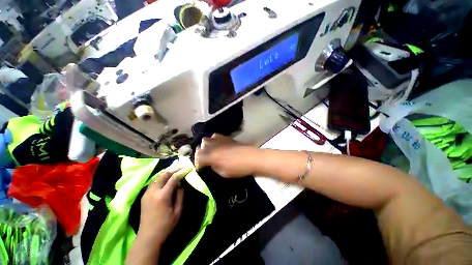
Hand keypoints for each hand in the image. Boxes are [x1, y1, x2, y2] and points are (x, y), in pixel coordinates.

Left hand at [136, 162, 184, 247]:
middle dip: (173, 168)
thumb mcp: (178, 210)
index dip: (181, 171)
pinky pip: (153, 182)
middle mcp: (153, 192)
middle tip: (181, 164)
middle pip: (163, 175)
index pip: (173, 178)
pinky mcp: (144, 196)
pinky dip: (160, 177)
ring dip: (166, 172)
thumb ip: (180, 194)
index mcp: (163, 196)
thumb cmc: (166, 225)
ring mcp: (147, 193)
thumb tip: (181, 183)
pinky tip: (165, 176)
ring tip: (174, 167)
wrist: (148, 237)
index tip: (188, 167)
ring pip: (157, 177)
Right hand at [195, 133, 258, 177]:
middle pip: (200, 147)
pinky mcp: (225, 137)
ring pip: (206, 139)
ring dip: (206, 146)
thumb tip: (210, 164)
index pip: (197, 158)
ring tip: (210, 151)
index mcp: (210, 156)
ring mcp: (218, 139)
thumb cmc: (238, 168)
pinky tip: (218, 145)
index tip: (201, 168)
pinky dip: (213, 140)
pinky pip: (215, 136)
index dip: (198, 164)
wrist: (251, 157)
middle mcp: (212, 145)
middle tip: (204, 159)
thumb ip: (213, 167)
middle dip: (200, 153)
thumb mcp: (223, 172)